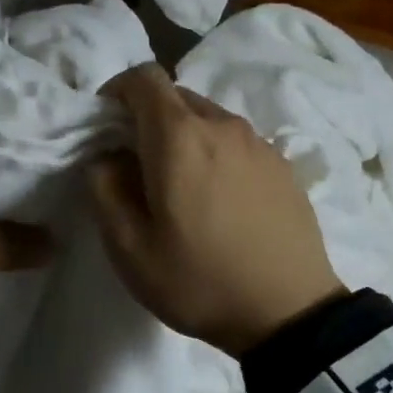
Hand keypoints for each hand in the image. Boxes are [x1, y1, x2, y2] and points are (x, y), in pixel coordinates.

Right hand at [88, 63, 344, 355]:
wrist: (289, 314)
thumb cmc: (199, 280)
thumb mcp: (128, 248)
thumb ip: (104, 189)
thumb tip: (106, 157)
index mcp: (180, 137)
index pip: (144, 78)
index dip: (117, 90)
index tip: (105, 124)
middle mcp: (222, 125)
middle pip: (176, 96)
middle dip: (147, 117)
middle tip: (135, 163)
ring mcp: (259, 143)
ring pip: (208, 118)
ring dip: (182, 136)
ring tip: (178, 186)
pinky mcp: (283, 165)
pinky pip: (236, 141)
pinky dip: (214, 152)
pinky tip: (217, 199)